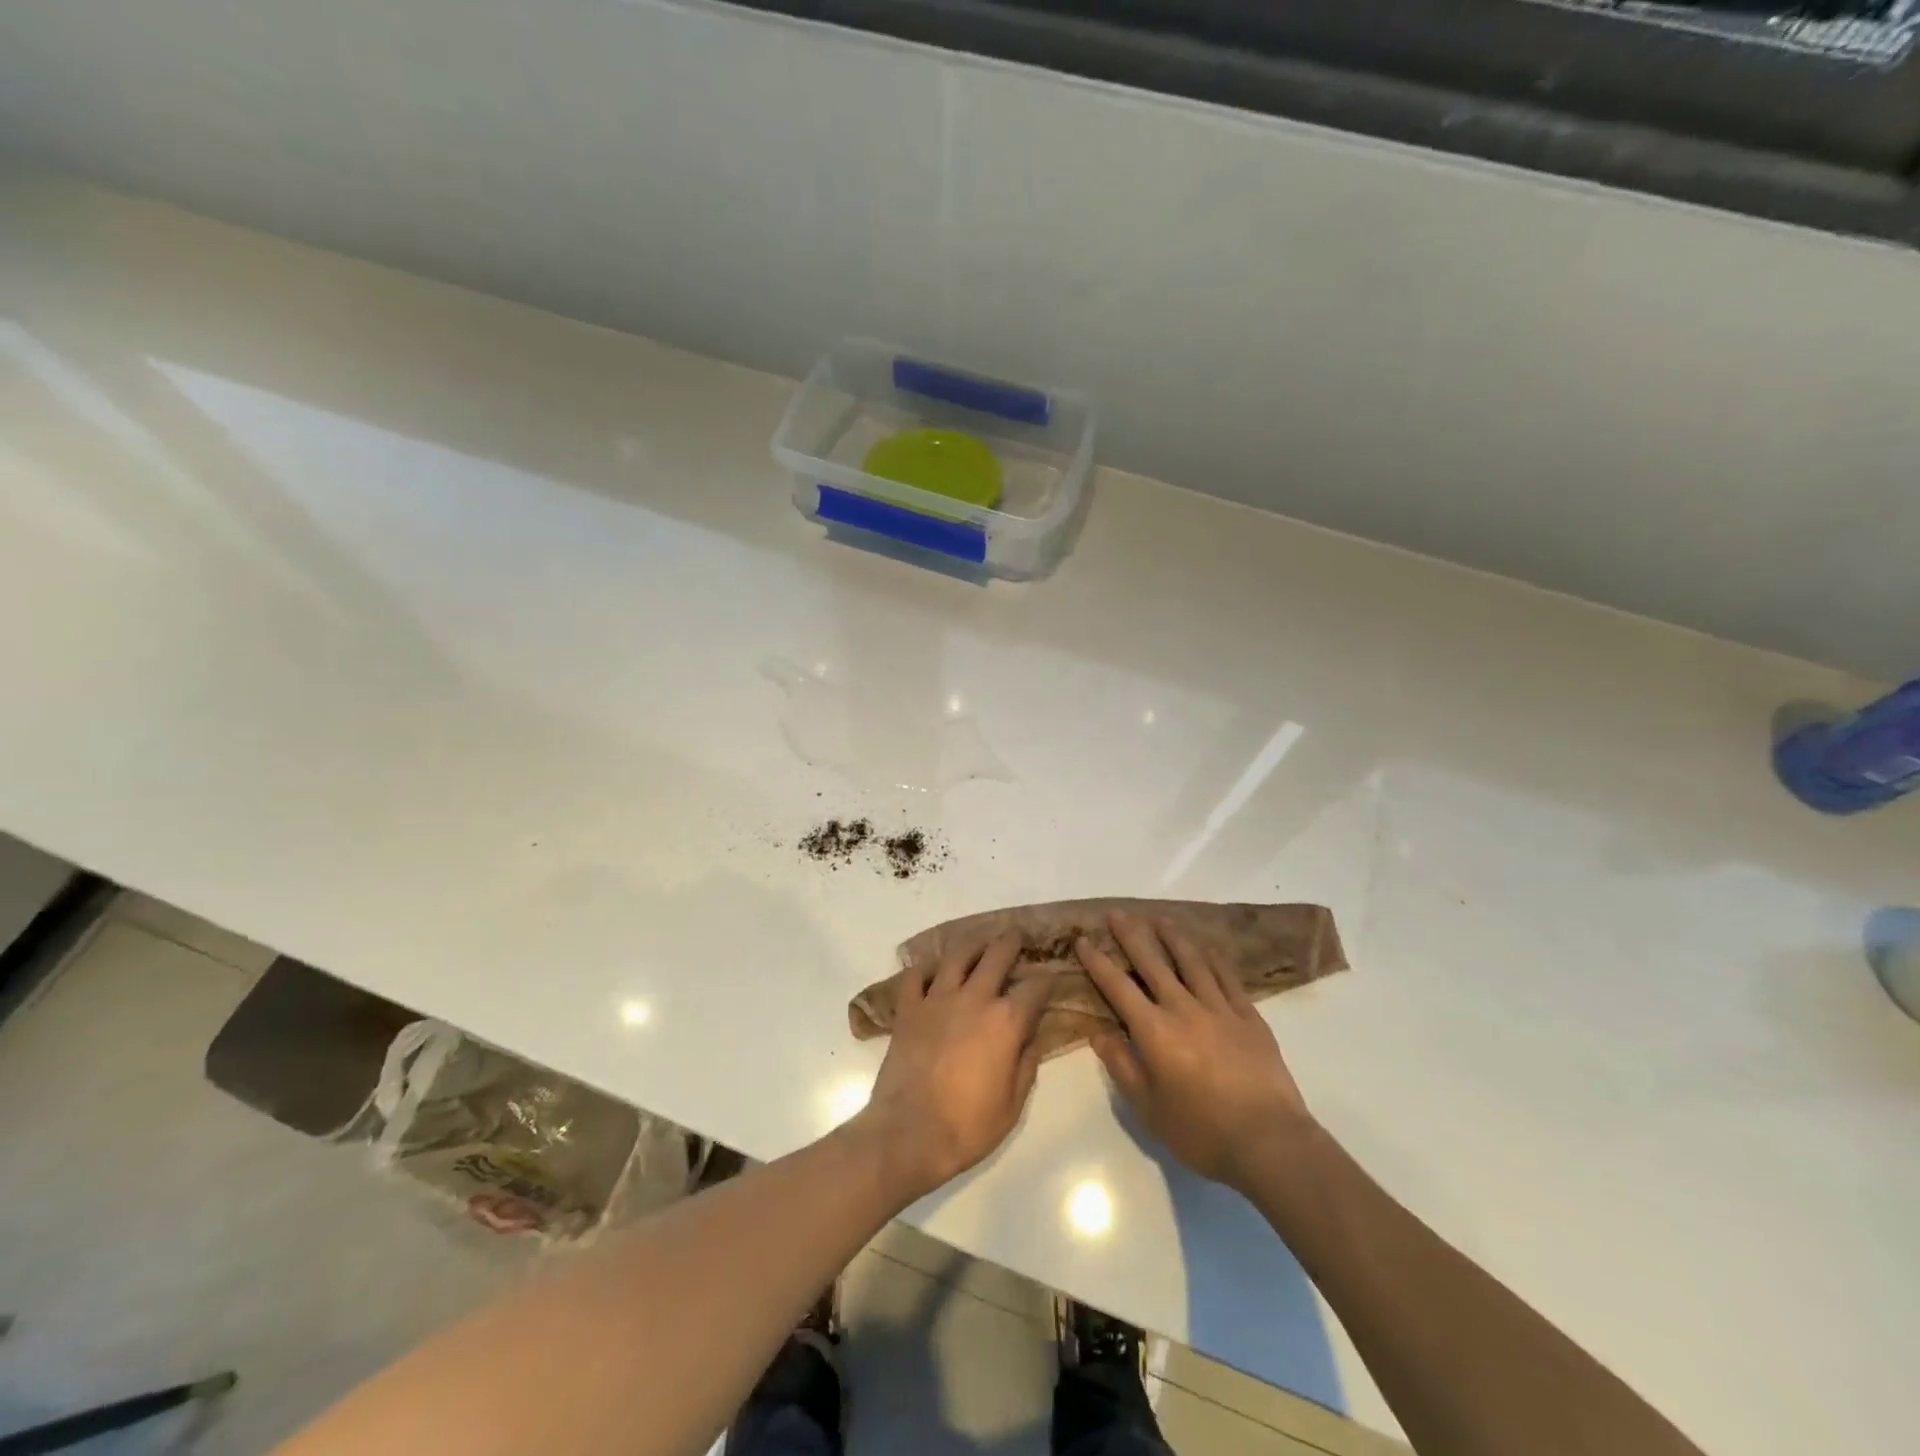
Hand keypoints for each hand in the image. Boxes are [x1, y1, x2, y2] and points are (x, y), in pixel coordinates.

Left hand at [854, 933, 1050, 1200]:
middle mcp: (974, 999)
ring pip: (957, 955)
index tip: (1050, 977)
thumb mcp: (1013, 1104)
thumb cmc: (968, 1126)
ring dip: (972, 943)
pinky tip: (932, 968)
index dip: (1046, 980)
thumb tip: (1034, 1038)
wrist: (909, 1134)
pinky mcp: (908, 1008)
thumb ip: (1026, 1065)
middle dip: (1010, 942)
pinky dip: (925, 967)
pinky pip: (915, 975)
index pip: (1034, 988)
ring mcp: (937, 999)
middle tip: (1015, 935)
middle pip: (996, 956)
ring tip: (979, 940)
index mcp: (1006, 1022)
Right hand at [1078, 913, 1314, 1192]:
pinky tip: (1208, 947)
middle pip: (1153, 963)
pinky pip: (1228, 978)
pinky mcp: (1249, 1017)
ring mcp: (1220, 1009)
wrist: (1270, 1142)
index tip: (1084, 940)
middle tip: (1117, 913)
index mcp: (1155, 1031)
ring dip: (1173, 937)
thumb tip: (1099, 1032)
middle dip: (1132, 936)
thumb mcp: (1148, 1109)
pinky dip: (1215, 959)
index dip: (1098, 962)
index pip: (1118, 987)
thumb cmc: (1202, 1132)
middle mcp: (1184, 1009)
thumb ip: (1122, 1066)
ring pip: (1192, 962)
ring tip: (1160, 918)